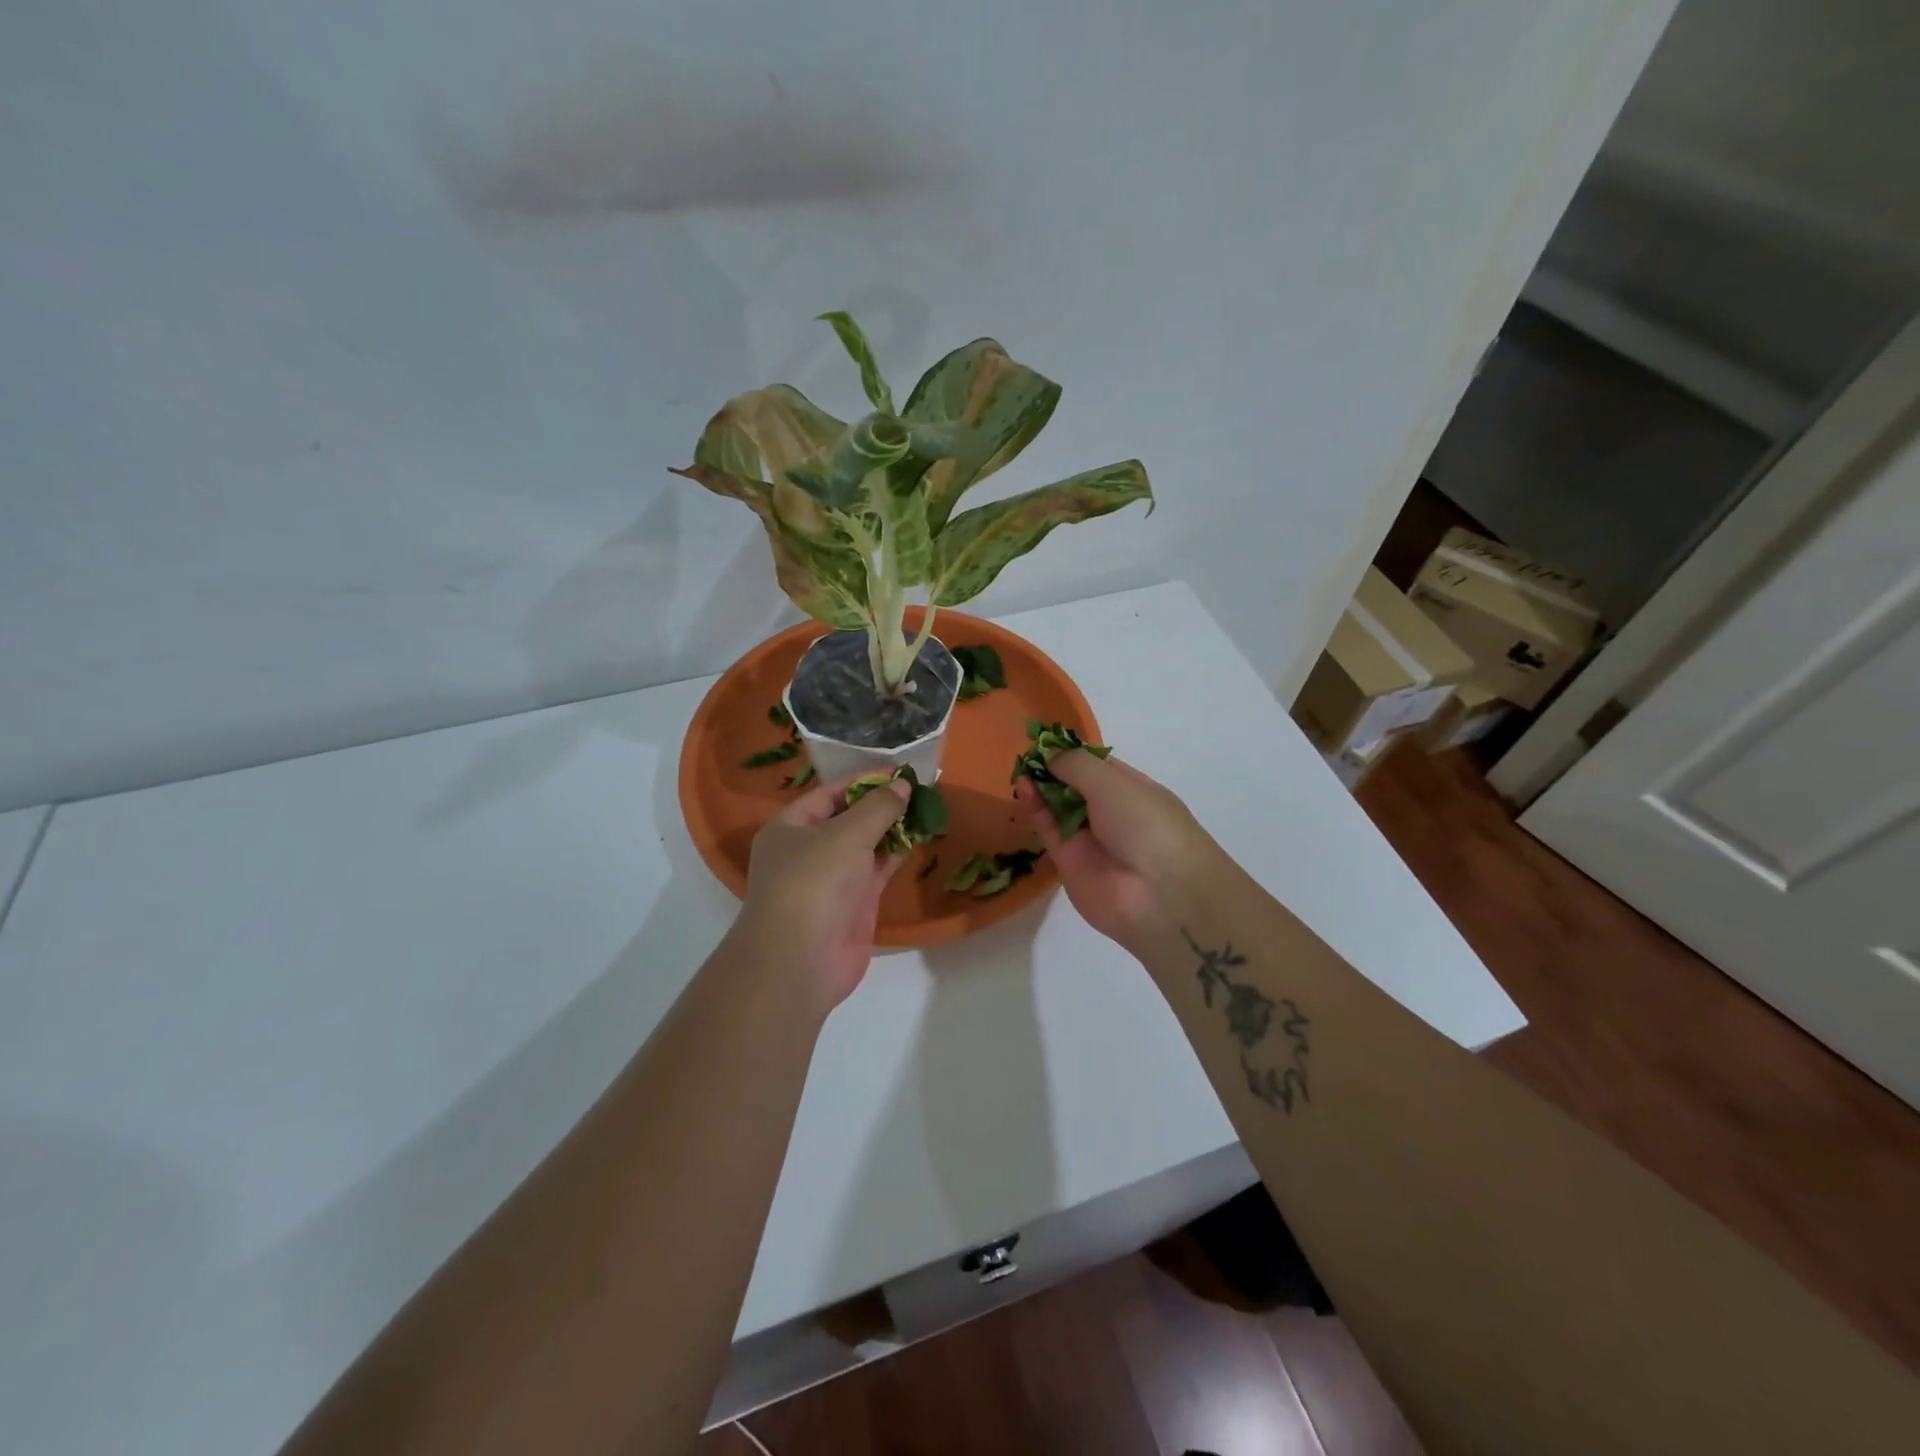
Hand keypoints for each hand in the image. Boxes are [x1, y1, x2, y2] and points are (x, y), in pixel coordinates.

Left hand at [732, 775, 910, 1012]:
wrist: (802, 960)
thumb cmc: (814, 882)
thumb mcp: (847, 834)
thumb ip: (878, 807)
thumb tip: (902, 785)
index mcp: (789, 827)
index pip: (828, 794)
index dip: (863, 781)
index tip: (899, 773)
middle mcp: (807, 850)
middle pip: (847, 818)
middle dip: (880, 805)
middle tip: (918, 790)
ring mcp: (831, 878)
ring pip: (865, 845)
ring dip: (891, 829)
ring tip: (925, 809)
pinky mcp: (852, 903)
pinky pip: (876, 870)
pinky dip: (895, 854)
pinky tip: (918, 838)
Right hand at [1016, 752, 1215, 955]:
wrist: (1158, 895)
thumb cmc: (1145, 824)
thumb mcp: (1113, 782)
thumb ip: (1076, 765)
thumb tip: (1049, 756)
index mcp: (1133, 789)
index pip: (1098, 765)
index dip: (1072, 753)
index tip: (1045, 741)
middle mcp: (1112, 812)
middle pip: (1075, 786)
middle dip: (1053, 770)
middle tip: (1028, 755)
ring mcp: (1090, 838)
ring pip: (1058, 808)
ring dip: (1041, 787)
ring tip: (1021, 770)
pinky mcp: (1068, 861)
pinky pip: (1048, 829)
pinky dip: (1035, 809)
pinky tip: (1023, 788)